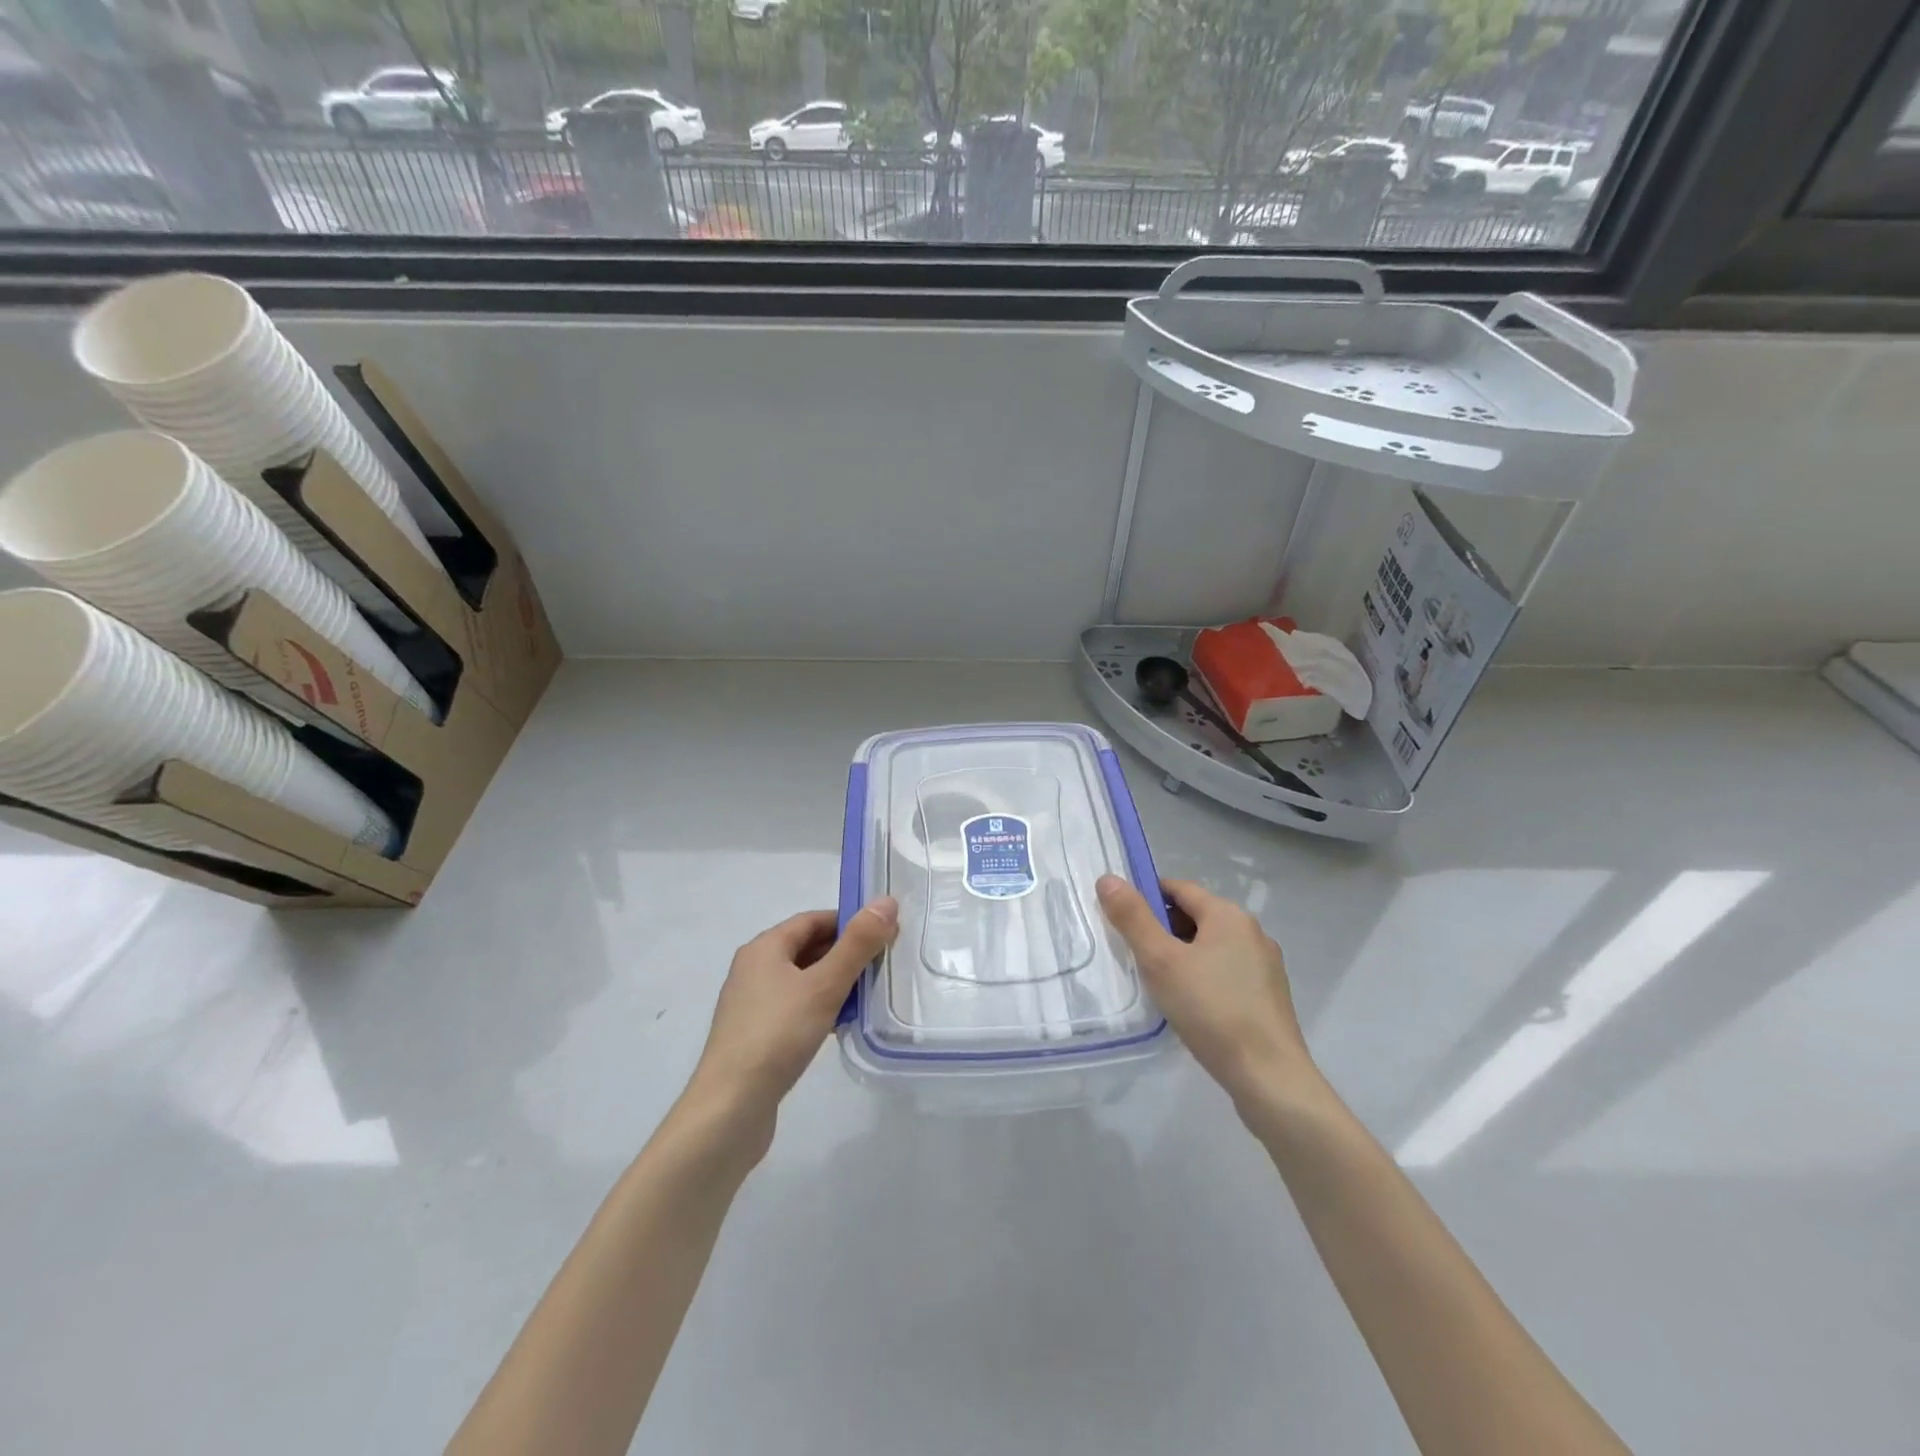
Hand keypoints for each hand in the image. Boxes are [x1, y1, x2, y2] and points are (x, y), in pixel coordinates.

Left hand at [684, 898, 897, 1149]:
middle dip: (845, 953)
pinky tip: (841, 1027)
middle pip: (807, 948)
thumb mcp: (824, 985)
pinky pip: (795, 1009)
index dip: (849, 922)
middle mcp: (754, 969)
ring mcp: (752, 1005)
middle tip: (883, 965)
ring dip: (835, 984)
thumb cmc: (777, 1035)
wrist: (730, 1109)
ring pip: (803, 981)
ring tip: (869, 998)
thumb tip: (886, 901)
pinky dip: (820, 1009)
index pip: (813, 919)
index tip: (884, 934)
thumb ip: (858, 944)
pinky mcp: (756, 1036)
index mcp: (764, 948)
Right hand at [1096, 875, 1317, 1113]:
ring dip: (1182, 955)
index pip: (1178, 888)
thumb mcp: (1161, 961)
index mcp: (1229, 915)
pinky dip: (1203, 977)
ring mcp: (1265, 965)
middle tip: (1133, 955)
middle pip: (1196, 916)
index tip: (1120, 920)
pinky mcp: (1268, 996)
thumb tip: (1108, 878)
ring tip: (1157, 982)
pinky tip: (1188, 1005)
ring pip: (1211, 947)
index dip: (1145, 897)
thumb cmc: (1211, 1010)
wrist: (1269, 1077)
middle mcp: (1252, 932)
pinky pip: (1226, 972)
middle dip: (1162, 929)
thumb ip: (1133, 918)